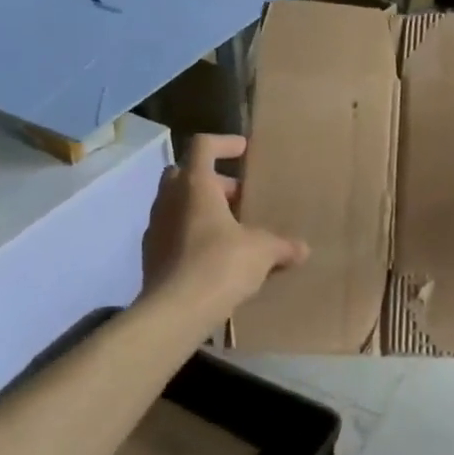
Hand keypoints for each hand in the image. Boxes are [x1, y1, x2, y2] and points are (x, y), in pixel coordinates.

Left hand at [142, 134, 307, 316]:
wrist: (176, 312)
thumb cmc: (221, 264)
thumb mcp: (262, 251)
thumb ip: (282, 245)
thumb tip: (303, 249)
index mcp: (195, 186)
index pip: (203, 146)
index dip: (225, 143)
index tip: (244, 150)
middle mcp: (169, 200)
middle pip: (185, 174)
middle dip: (213, 181)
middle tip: (238, 197)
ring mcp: (155, 228)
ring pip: (177, 205)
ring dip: (201, 210)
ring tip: (231, 230)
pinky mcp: (150, 257)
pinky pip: (173, 234)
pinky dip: (192, 236)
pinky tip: (214, 258)